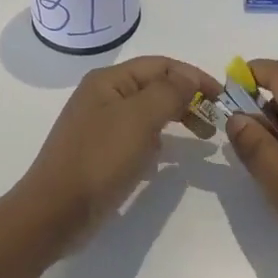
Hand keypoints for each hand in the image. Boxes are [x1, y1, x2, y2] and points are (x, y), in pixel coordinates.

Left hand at [17, 55, 221, 244]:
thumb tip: (189, 76)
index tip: (223, 98)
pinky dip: (158, 142)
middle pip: (155, 87)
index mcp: (109, 81)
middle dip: (187, 99)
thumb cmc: (99, 159)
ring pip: (148, 112)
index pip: (162, 65)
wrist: (55, 212)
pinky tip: (166, 158)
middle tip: (214, 122)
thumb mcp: (139, 119)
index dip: (194, 77)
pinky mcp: (102, 153)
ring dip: (176, 119)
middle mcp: (103, 96)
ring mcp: (101, 125)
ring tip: (201, 138)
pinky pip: (138, 137)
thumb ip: (169, 92)